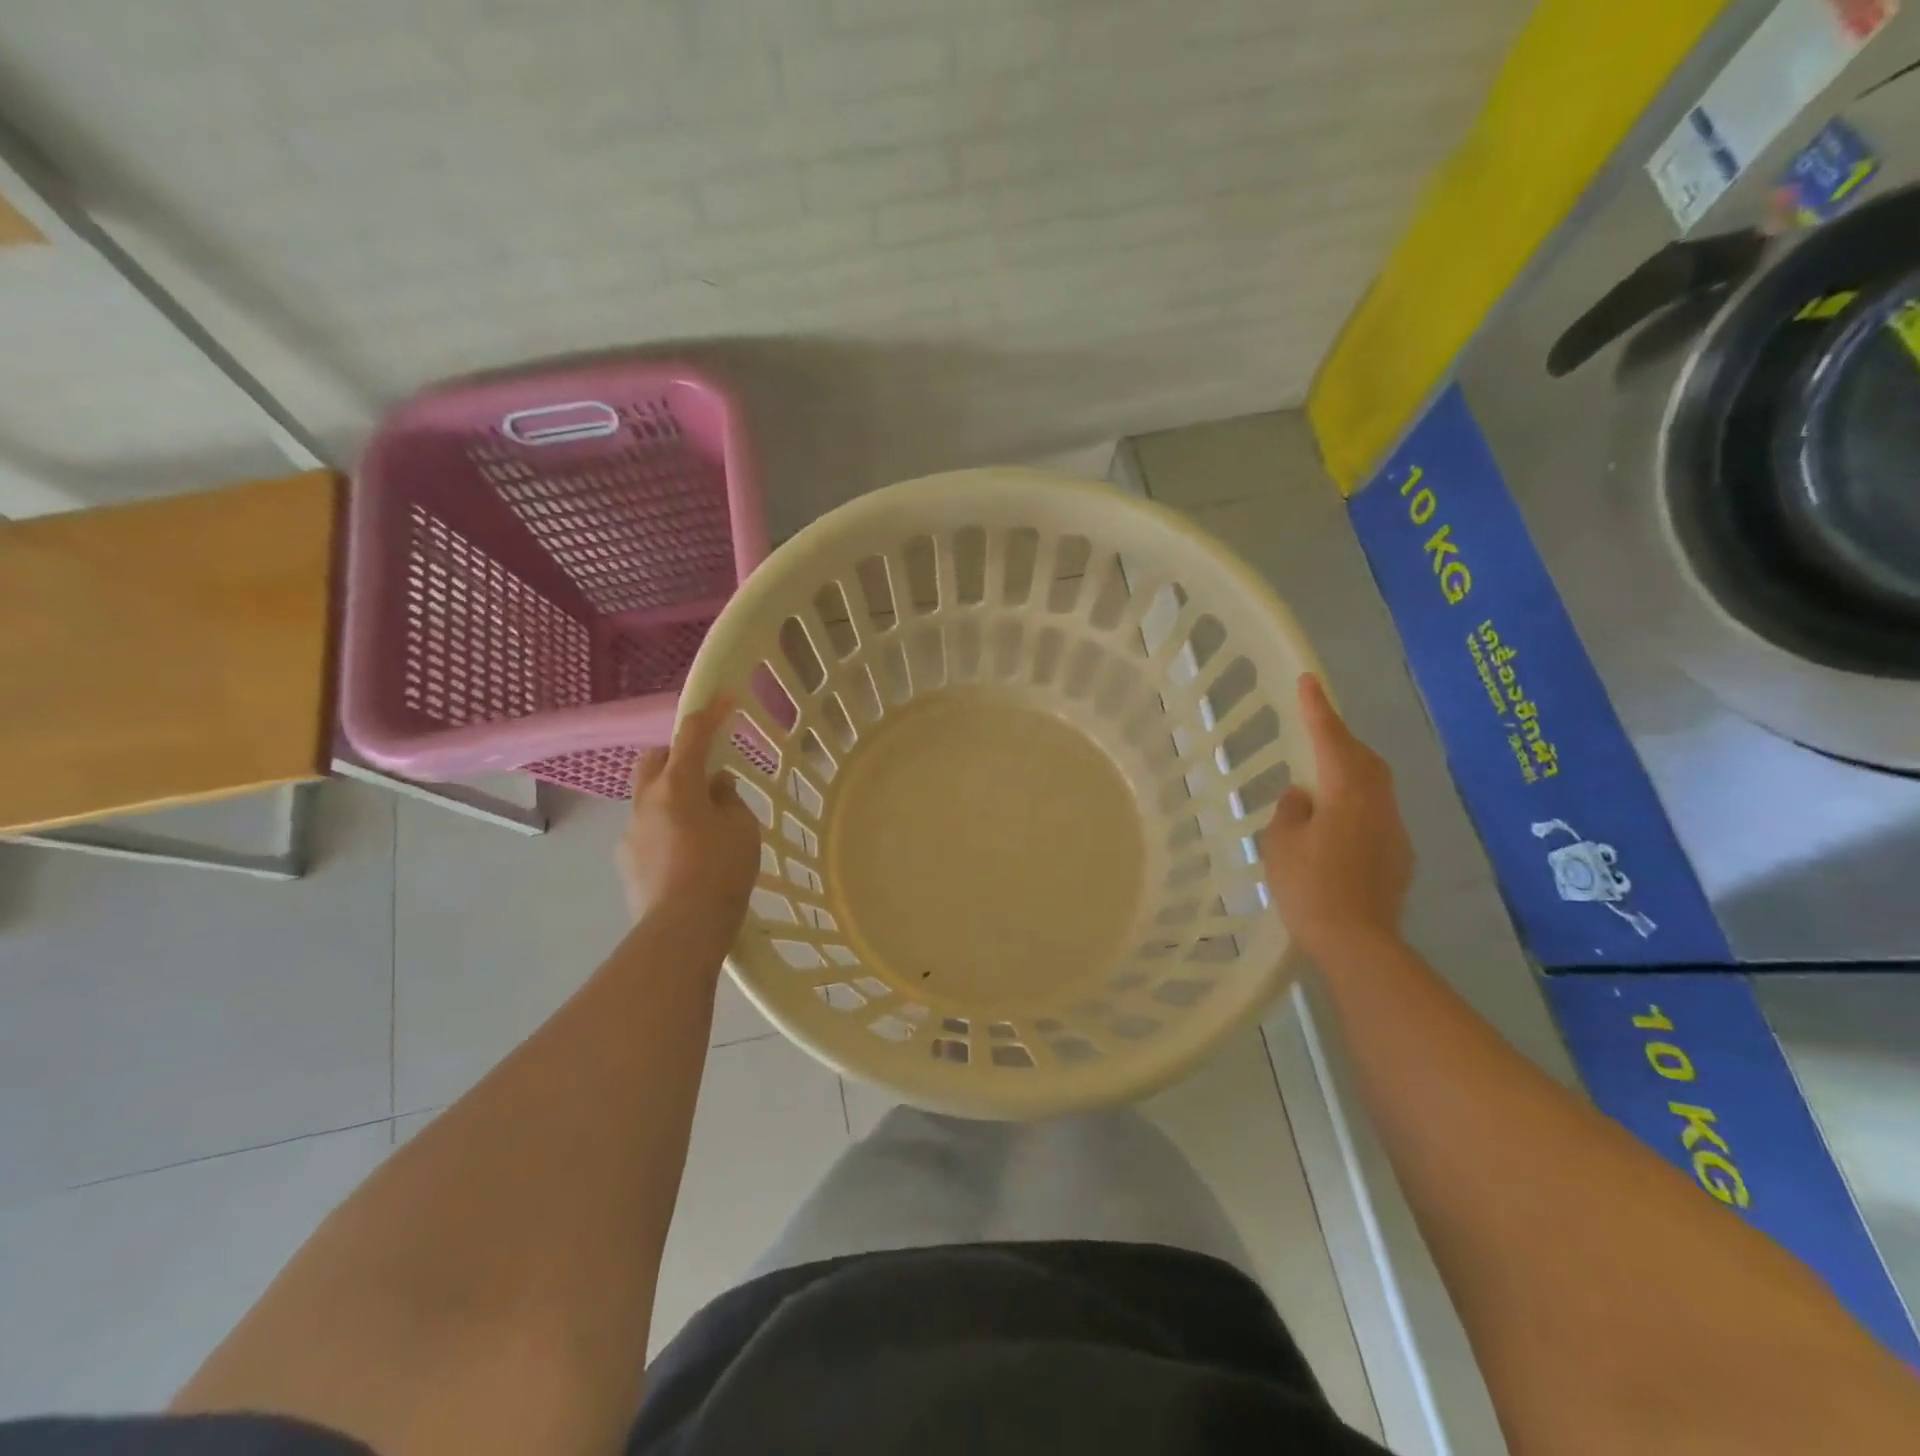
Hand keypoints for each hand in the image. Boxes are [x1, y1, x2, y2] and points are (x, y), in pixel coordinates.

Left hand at [616, 696, 761, 940]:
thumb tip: (715, 786)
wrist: (681, 930)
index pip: (692, 736)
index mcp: (678, 785)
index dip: (709, 714)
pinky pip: (646, 830)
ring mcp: (630, 832)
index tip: (723, 699)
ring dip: (671, 797)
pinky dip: (665, 829)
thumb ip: (729, 799)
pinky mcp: (626, 861)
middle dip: (675, 754)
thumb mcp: (742, 829)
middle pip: (653, 760)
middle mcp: (646, 801)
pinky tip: (685, 855)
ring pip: (648, 798)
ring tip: (700, 824)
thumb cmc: (721, 871)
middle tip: (704, 770)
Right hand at [1259, 673, 1413, 958]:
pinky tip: (1338, 824)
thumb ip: (1290, 811)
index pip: (1330, 739)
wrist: (1358, 942)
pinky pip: (1377, 813)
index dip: (1317, 709)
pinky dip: (1357, 803)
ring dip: (1351, 771)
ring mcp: (1394, 829)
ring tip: (1324, 778)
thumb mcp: (1281, 844)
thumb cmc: (1309, 888)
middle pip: (1363, 757)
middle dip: (1341, 738)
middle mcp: (1377, 803)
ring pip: (1375, 784)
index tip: (1309, 680)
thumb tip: (1303, 795)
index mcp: (1345, 793)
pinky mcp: (1400, 854)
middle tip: (1317, 731)